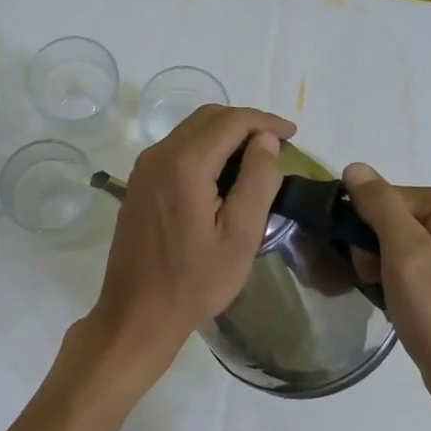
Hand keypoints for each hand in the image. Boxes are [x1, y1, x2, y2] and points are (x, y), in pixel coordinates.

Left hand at [86, 104, 296, 378]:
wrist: (137, 313)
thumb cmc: (195, 281)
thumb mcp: (240, 235)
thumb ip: (257, 181)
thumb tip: (266, 141)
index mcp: (184, 164)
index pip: (231, 121)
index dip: (266, 121)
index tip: (293, 135)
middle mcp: (158, 155)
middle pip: (208, 118)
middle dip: (246, 123)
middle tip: (277, 146)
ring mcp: (143, 168)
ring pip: (190, 131)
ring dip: (225, 135)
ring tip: (256, 159)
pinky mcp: (139, 184)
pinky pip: (176, 149)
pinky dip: (205, 149)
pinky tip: (223, 174)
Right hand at [343, 164, 430, 430]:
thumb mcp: (404, 253)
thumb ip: (380, 205)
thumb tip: (355, 168)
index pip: (388, 198)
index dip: (367, 229)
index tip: (368, 265)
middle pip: (395, 218)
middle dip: (375, 249)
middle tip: (377, 283)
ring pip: (402, 243)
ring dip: (384, 267)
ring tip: (388, 297)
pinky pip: (418, 263)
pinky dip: (401, 279)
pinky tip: (400, 302)